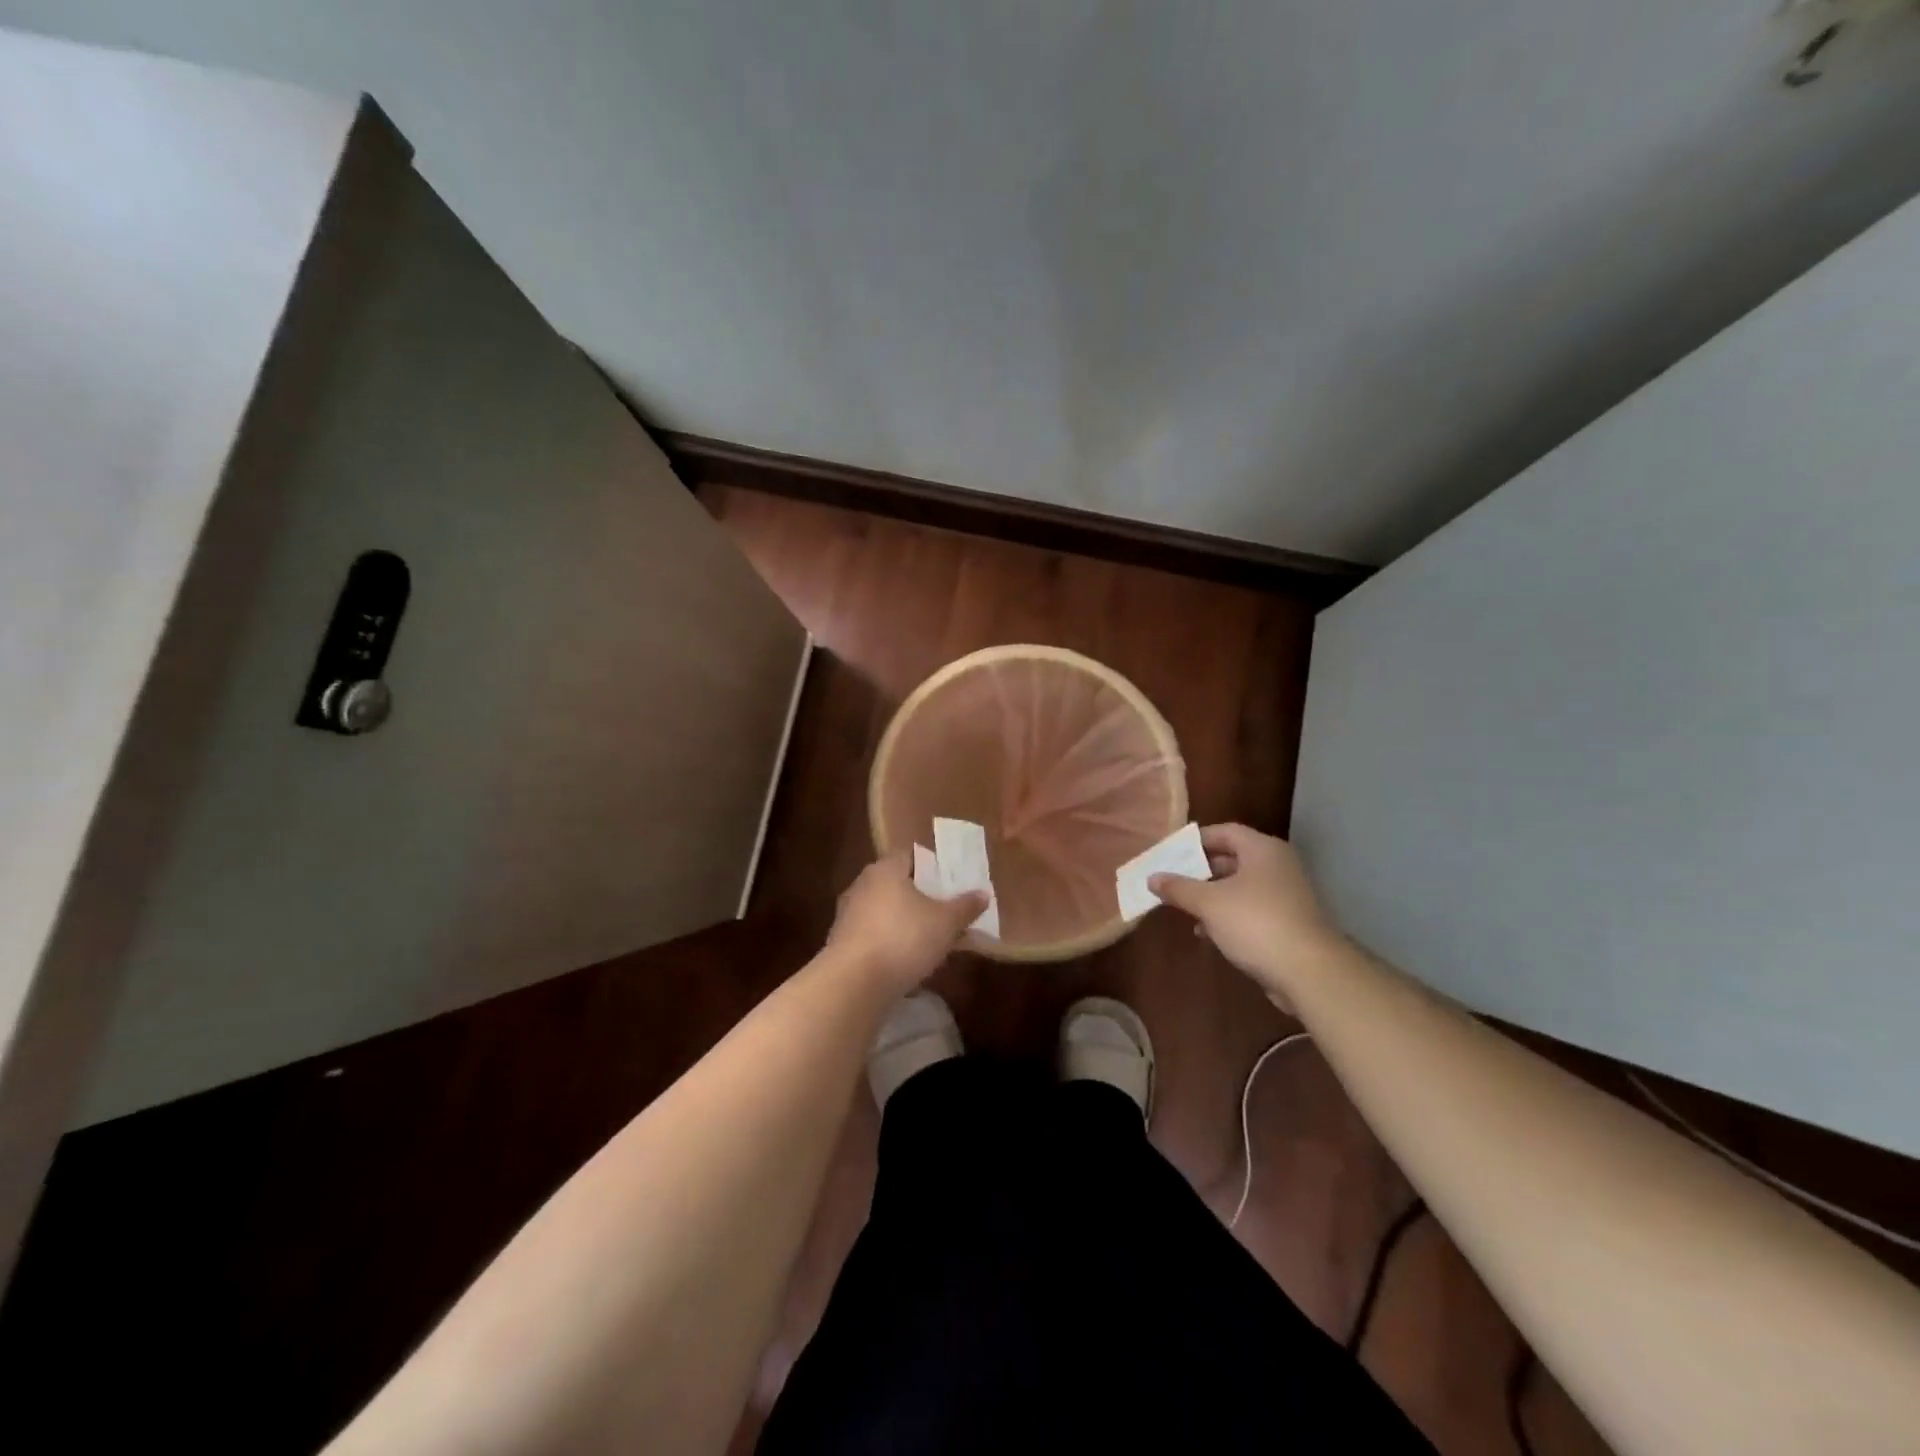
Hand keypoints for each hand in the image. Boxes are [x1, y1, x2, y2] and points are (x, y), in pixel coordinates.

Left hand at [827, 852, 988, 990]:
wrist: (853, 983)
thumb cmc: (904, 938)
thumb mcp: (946, 922)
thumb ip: (965, 906)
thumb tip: (983, 893)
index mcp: (885, 869)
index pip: (911, 856)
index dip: (934, 867)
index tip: (953, 882)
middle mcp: (862, 884)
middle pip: (898, 884)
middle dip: (922, 897)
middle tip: (947, 911)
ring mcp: (848, 914)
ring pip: (886, 911)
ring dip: (906, 922)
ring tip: (932, 939)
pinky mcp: (842, 943)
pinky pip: (875, 935)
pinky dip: (891, 942)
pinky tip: (908, 960)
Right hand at [1149, 824, 1346, 1009]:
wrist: (1309, 972)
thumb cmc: (1255, 923)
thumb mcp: (1208, 903)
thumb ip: (1178, 887)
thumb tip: (1152, 878)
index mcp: (1262, 850)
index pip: (1224, 832)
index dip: (1195, 840)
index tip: (1170, 852)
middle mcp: (1277, 866)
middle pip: (1232, 858)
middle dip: (1200, 870)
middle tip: (1172, 879)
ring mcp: (1285, 895)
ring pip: (1240, 887)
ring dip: (1211, 895)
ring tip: (1183, 907)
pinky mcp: (1287, 923)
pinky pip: (1250, 910)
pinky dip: (1227, 915)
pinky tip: (1207, 932)